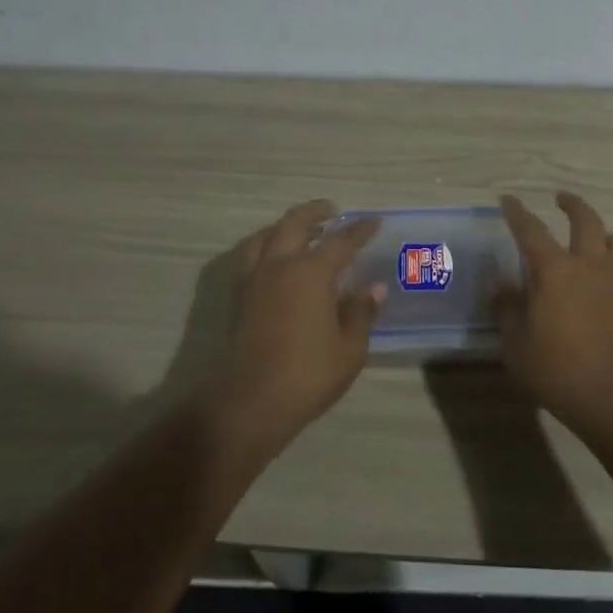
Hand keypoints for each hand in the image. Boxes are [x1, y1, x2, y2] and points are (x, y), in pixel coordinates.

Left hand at [208, 200, 382, 455]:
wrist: (249, 402)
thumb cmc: (307, 375)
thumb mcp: (349, 349)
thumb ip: (361, 313)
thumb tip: (373, 288)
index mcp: (311, 273)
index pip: (341, 241)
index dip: (360, 230)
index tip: (374, 221)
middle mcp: (279, 266)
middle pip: (294, 223)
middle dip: (314, 212)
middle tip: (331, 210)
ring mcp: (254, 279)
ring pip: (265, 235)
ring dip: (284, 225)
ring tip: (299, 230)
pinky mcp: (238, 296)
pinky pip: (250, 255)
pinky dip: (265, 245)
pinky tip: (275, 260)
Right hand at [495, 192, 612, 437]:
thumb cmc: (555, 369)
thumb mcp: (515, 342)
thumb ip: (505, 307)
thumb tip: (496, 281)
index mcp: (554, 270)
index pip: (531, 230)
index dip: (517, 213)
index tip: (509, 200)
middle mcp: (589, 264)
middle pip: (585, 220)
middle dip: (572, 204)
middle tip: (561, 199)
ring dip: (601, 233)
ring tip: (593, 238)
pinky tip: (612, 276)